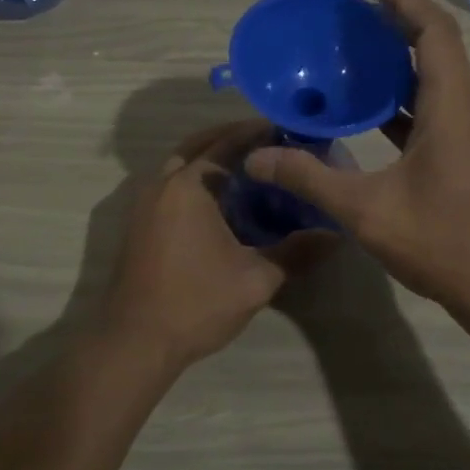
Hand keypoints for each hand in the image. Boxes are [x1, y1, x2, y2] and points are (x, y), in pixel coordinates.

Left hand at [101, 120, 333, 369]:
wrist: (135, 341)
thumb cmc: (196, 303)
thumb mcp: (256, 279)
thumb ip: (296, 252)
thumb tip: (335, 234)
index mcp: (189, 186)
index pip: (226, 144)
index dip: (256, 133)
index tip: (286, 128)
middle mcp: (162, 184)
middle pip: (198, 145)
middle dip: (230, 138)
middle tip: (267, 140)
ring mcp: (144, 204)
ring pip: (179, 164)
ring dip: (209, 157)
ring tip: (247, 167)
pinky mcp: (139, 223)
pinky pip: (170, 185)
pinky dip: (194, 178)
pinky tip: (219, 200)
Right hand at [244, 0, 469, 316]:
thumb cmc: (443, 243)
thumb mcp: (366, 211)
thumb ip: (308, 179)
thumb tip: (256, 160)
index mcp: (452, 106)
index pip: (433, 30)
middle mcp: (469, 109)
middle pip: (438, 46)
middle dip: (398, 22)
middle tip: (353, 14)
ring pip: (440, 78)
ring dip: (403, 60)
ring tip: (358, 54)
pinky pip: (438, 108)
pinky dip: (406, 98)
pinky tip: (374, 112)